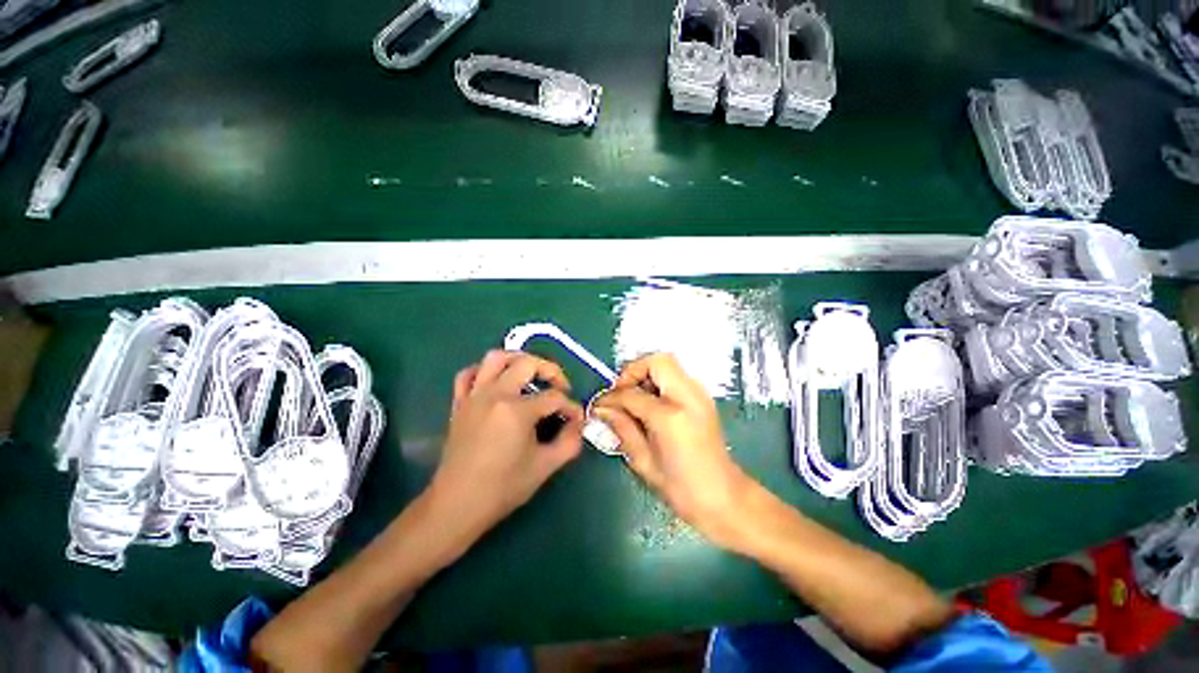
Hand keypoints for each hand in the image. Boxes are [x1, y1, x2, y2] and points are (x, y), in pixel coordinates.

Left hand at [428, 351, 584, 541]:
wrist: (457, 505)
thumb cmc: (503, 487)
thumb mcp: (545, 466)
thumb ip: (570, 442)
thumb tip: (579, 423)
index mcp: (517, 410)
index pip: (554, 398)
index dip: (572, 407)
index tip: (578, 419)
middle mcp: (495, 394)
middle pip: (528, 364)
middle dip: (551, 371)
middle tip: (560, 387)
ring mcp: (474, 395)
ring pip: (496, 358)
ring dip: (518, 359)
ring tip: (531, 373)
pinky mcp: (459, 403)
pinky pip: (468, 374)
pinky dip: (483, 371)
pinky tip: (496, 382)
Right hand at [592, 353, 755, 549]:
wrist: (723, 497)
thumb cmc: (681, 488)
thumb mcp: (643, 461)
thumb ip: (622, 428)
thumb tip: (602, 409)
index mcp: (671, 416)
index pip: (632, 393)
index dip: (612, 397)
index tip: (600, 405)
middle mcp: (688, 396)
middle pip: (657, 361)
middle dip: (633, 371)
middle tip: (621, 394)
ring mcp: (699, 394)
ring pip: (668, 364)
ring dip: (646, 375)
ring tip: (634, 399)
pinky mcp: (702, 398)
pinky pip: (675, 376)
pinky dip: (658, 382)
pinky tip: (650, 405)